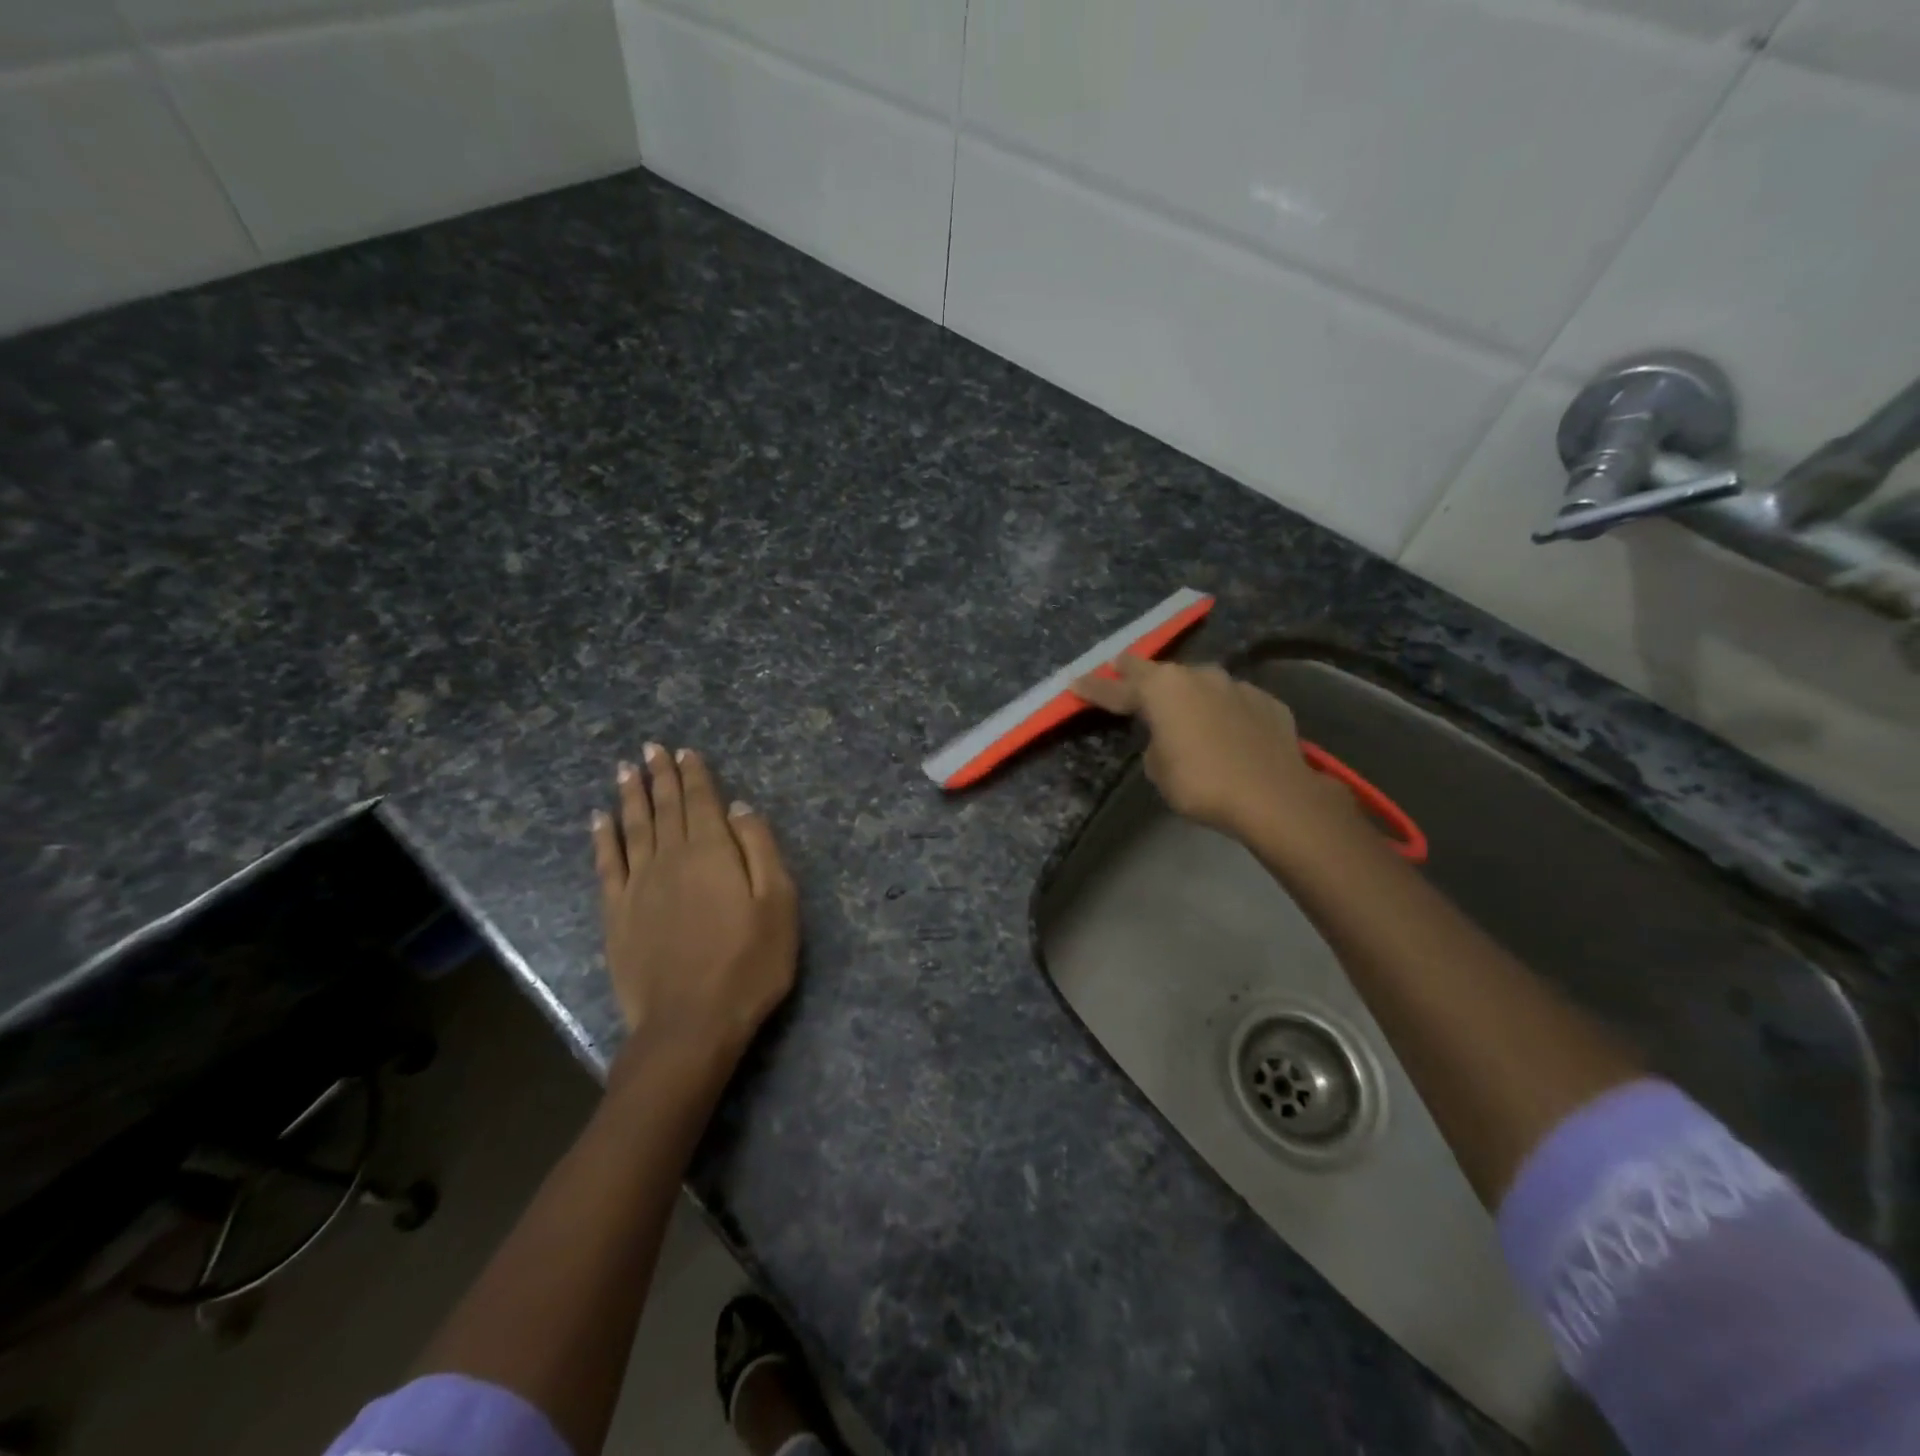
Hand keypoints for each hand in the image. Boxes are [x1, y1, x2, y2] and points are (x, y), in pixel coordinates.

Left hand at [591, 745, 798, 1076]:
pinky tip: (599, 820)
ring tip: (626, 771)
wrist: (690, 1024)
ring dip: (630, 797)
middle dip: (659, 776)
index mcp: (711, 852)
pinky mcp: (616, 914)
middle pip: (664, 808)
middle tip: (650, 749)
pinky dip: (603, 838)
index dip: (693, 774)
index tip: (684, 751)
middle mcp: (670, 858)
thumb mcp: (777, 903)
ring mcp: (638, 886)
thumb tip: (739, 808)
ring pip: (633, 828)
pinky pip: (607, 864)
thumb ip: (759, 849)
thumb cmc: (748, 964)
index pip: (700, 801)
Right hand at [1072, 657, 1354, 846]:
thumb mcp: (1159, 770)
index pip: (1116, 688)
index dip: (1094, 687)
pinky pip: (1233, 703)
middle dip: (1138, 674)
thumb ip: (1157, 743)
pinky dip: (1223, 712)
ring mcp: (1236, 685)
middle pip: (1159, 672)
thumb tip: (1170, 736)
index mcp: (1161, 690)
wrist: (1274, 795)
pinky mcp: (1266, 702)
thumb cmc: (1202, 783)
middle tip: (1123, 671)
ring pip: (1201, 683)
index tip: (1075, 681)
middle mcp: (1197, 676)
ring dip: (1187, 694)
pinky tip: (1227, 730)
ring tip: (1183, 708)